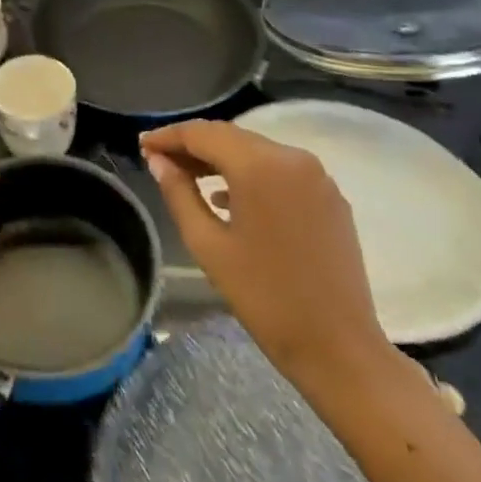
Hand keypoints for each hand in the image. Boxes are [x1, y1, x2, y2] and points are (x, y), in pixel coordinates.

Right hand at [142, 119, 411, 401]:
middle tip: (159, 159)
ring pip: (255, 150)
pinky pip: (279, 170)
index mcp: (260, 166)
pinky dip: (249, 173)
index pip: (203, 133)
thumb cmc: (264, 297)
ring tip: (187, 177)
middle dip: (192, 145)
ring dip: (220, 158)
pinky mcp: (330, 196)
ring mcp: (316, 176)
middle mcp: (292, 157)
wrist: (338, 347)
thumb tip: (158, 161)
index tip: (142, 145)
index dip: (169, 136)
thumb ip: (178, 193)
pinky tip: (227, 197)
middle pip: (230, 137)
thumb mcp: (207, 244)